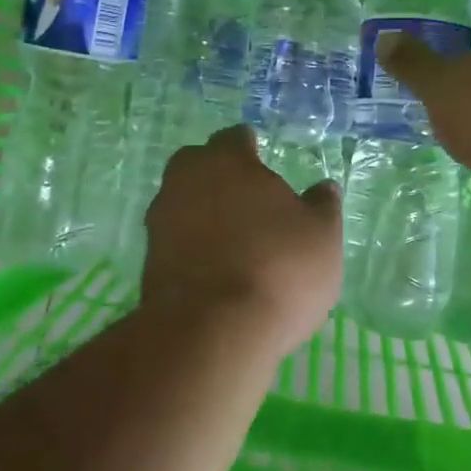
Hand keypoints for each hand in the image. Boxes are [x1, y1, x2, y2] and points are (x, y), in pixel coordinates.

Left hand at [141, 126, 342, 357]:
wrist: (212, 332)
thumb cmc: (279, 268)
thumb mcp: (322, 236)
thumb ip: (322, 206)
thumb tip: (322, 188)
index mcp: (227, 161)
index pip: (234, 138)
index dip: (249, 147)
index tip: (262, 158)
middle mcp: (185, 183)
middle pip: (197, 166)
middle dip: (217, 175)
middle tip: (246, 197)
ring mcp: (160, 224)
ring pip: (182, 204)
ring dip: (203, 214)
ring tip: (234, 240)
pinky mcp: (148, 265)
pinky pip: (175, 243)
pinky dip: (193, 248)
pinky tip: (216, 270)